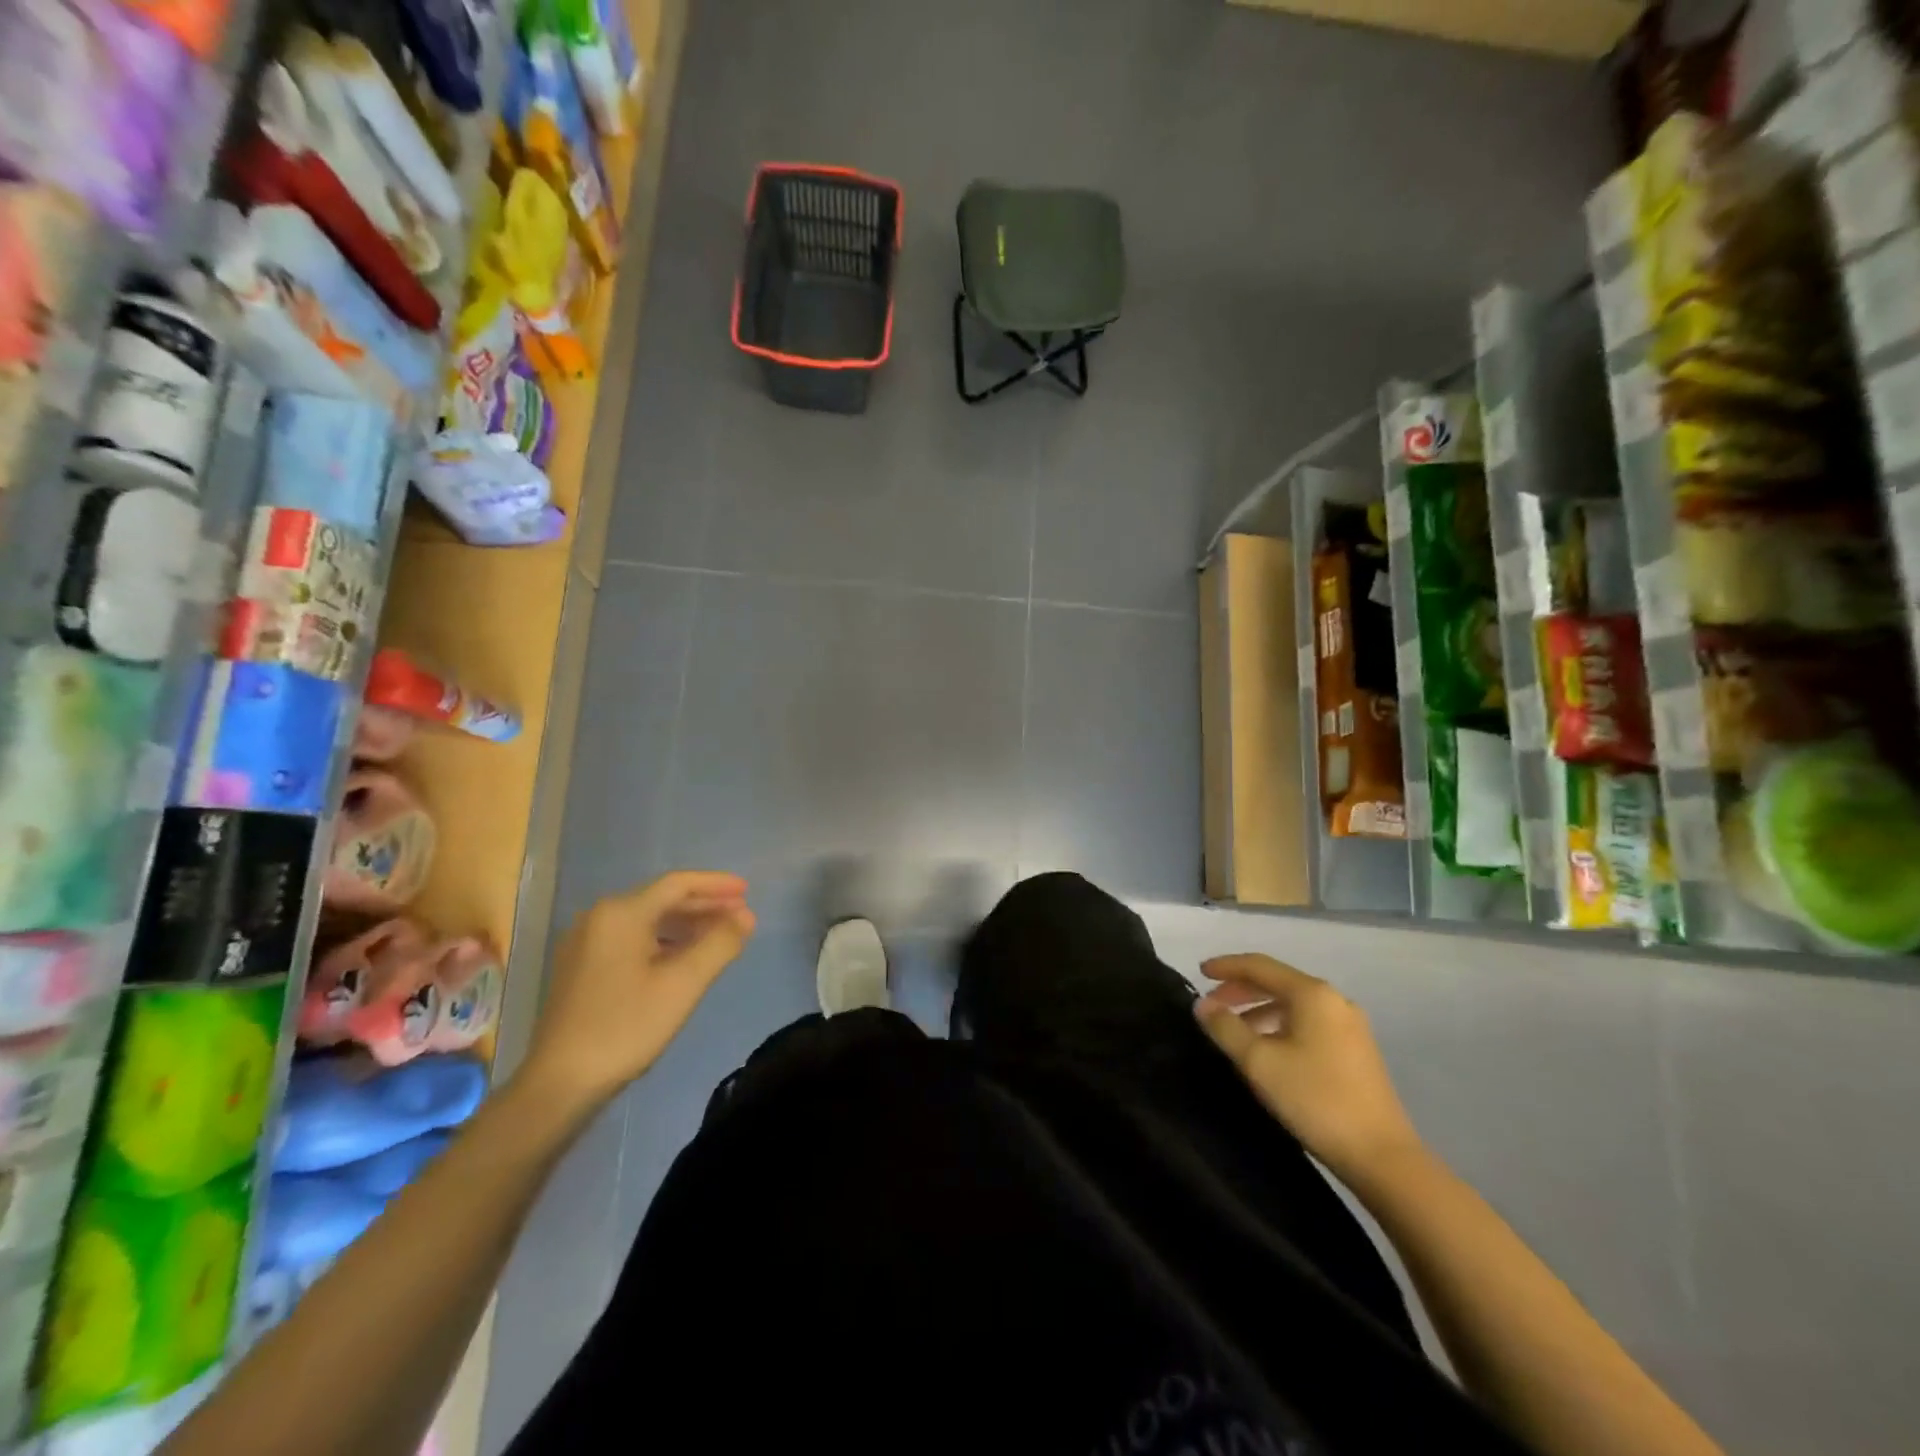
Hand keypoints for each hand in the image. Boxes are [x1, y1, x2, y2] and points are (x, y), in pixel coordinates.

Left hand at [521, 872, 755, 1111]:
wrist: (560, 1084)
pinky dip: (663, 942)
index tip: (747, 891)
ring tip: (719, 936)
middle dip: (704, 906)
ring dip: (685, 925)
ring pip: (646, 921)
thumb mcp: (683, 984)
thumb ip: (719, 944)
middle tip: (741, 915)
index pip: (678, 884)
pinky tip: (683, 958)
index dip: (716, 884)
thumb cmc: (626, 1027)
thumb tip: (747, 916)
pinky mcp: (581, 968)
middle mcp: (599, 918)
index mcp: (621, 913)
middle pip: (661, 900)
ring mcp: (585, 943)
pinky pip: (631, 940)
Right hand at [1194, 954, 1423, 1185]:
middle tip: (1211, 1005)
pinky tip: (1267, 1049)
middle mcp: (1334, 1000)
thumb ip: (1225, 1028)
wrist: (1382, 1156)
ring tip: (1233, 1031)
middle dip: (1240, 990)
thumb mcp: (1259, 1062)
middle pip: (1277, 982)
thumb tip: (1202, 1005)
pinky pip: (1307, 1022)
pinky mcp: (1356, 1050)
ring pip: (1293, 1004)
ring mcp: (1350, 1025)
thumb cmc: (1315, 1099)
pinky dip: (1280, 1025)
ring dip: (1259, 1010)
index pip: (1259, 965)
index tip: (1198, 972)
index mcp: (1312, 994)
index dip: (1226, 966)